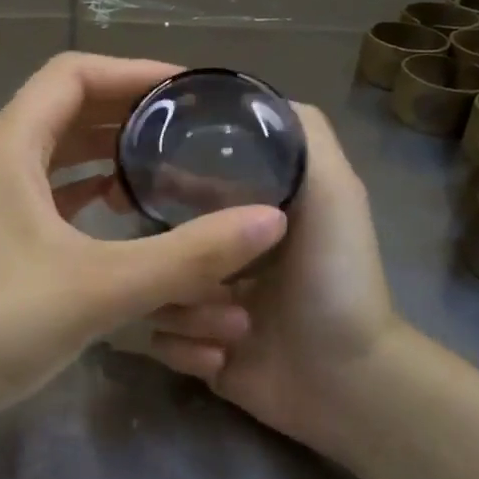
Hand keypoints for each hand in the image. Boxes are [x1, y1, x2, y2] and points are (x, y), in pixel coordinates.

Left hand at [0, 54, 288, 417]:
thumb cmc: (0, 323)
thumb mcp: (103, 286)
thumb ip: (189, 255)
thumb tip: (271, 220)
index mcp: (9, 145)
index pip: (73, 74)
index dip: (132, 71)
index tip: (186, 89)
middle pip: (65, 108)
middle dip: (126, 111)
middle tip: (187, 126)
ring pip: (56, 151)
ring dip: (107, 150)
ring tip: (163, 162)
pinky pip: (47, 190)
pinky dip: (86, 188)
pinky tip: (121, 209)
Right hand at [147, 106, 400, 458]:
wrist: (346, 382)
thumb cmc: (336, 279)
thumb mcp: (334, 192)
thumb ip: (304, 135)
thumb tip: (251, 97)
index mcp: (239, 215)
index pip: (179, 184)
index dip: (158, 181)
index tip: (132, 182)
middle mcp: (216, 253)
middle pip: (155, 241)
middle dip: (167, 261)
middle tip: (181, 272)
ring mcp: (202, 302)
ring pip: (151, 292)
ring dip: (186, 313)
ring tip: (233, 327)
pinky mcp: (194, 348)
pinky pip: (156, 341)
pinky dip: (185, 349)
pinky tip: (222, 358)